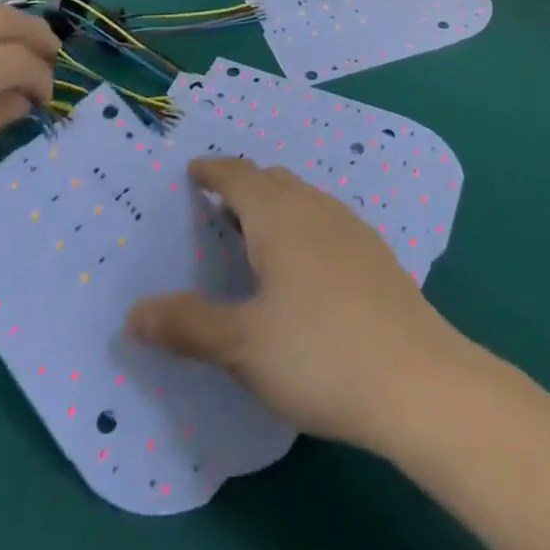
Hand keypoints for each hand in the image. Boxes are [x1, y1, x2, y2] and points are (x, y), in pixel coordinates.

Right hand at [123, 157, 470, 449]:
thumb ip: (187, 324)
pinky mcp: (376, 254)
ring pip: (303, 199)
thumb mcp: (242, 345)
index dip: (213, 170)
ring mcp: (351, 228)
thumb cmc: (319, 354)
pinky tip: (306, 267)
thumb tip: (133, 312)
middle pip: (273, 181)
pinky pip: (326, 221)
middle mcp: (315, 209)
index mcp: (278, 217)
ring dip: (275, 206)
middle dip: (243, 186)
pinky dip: (302, 226)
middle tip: (218, 208)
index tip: (194, 171)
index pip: (238, 175)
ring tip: (256, 237)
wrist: (417, 380)